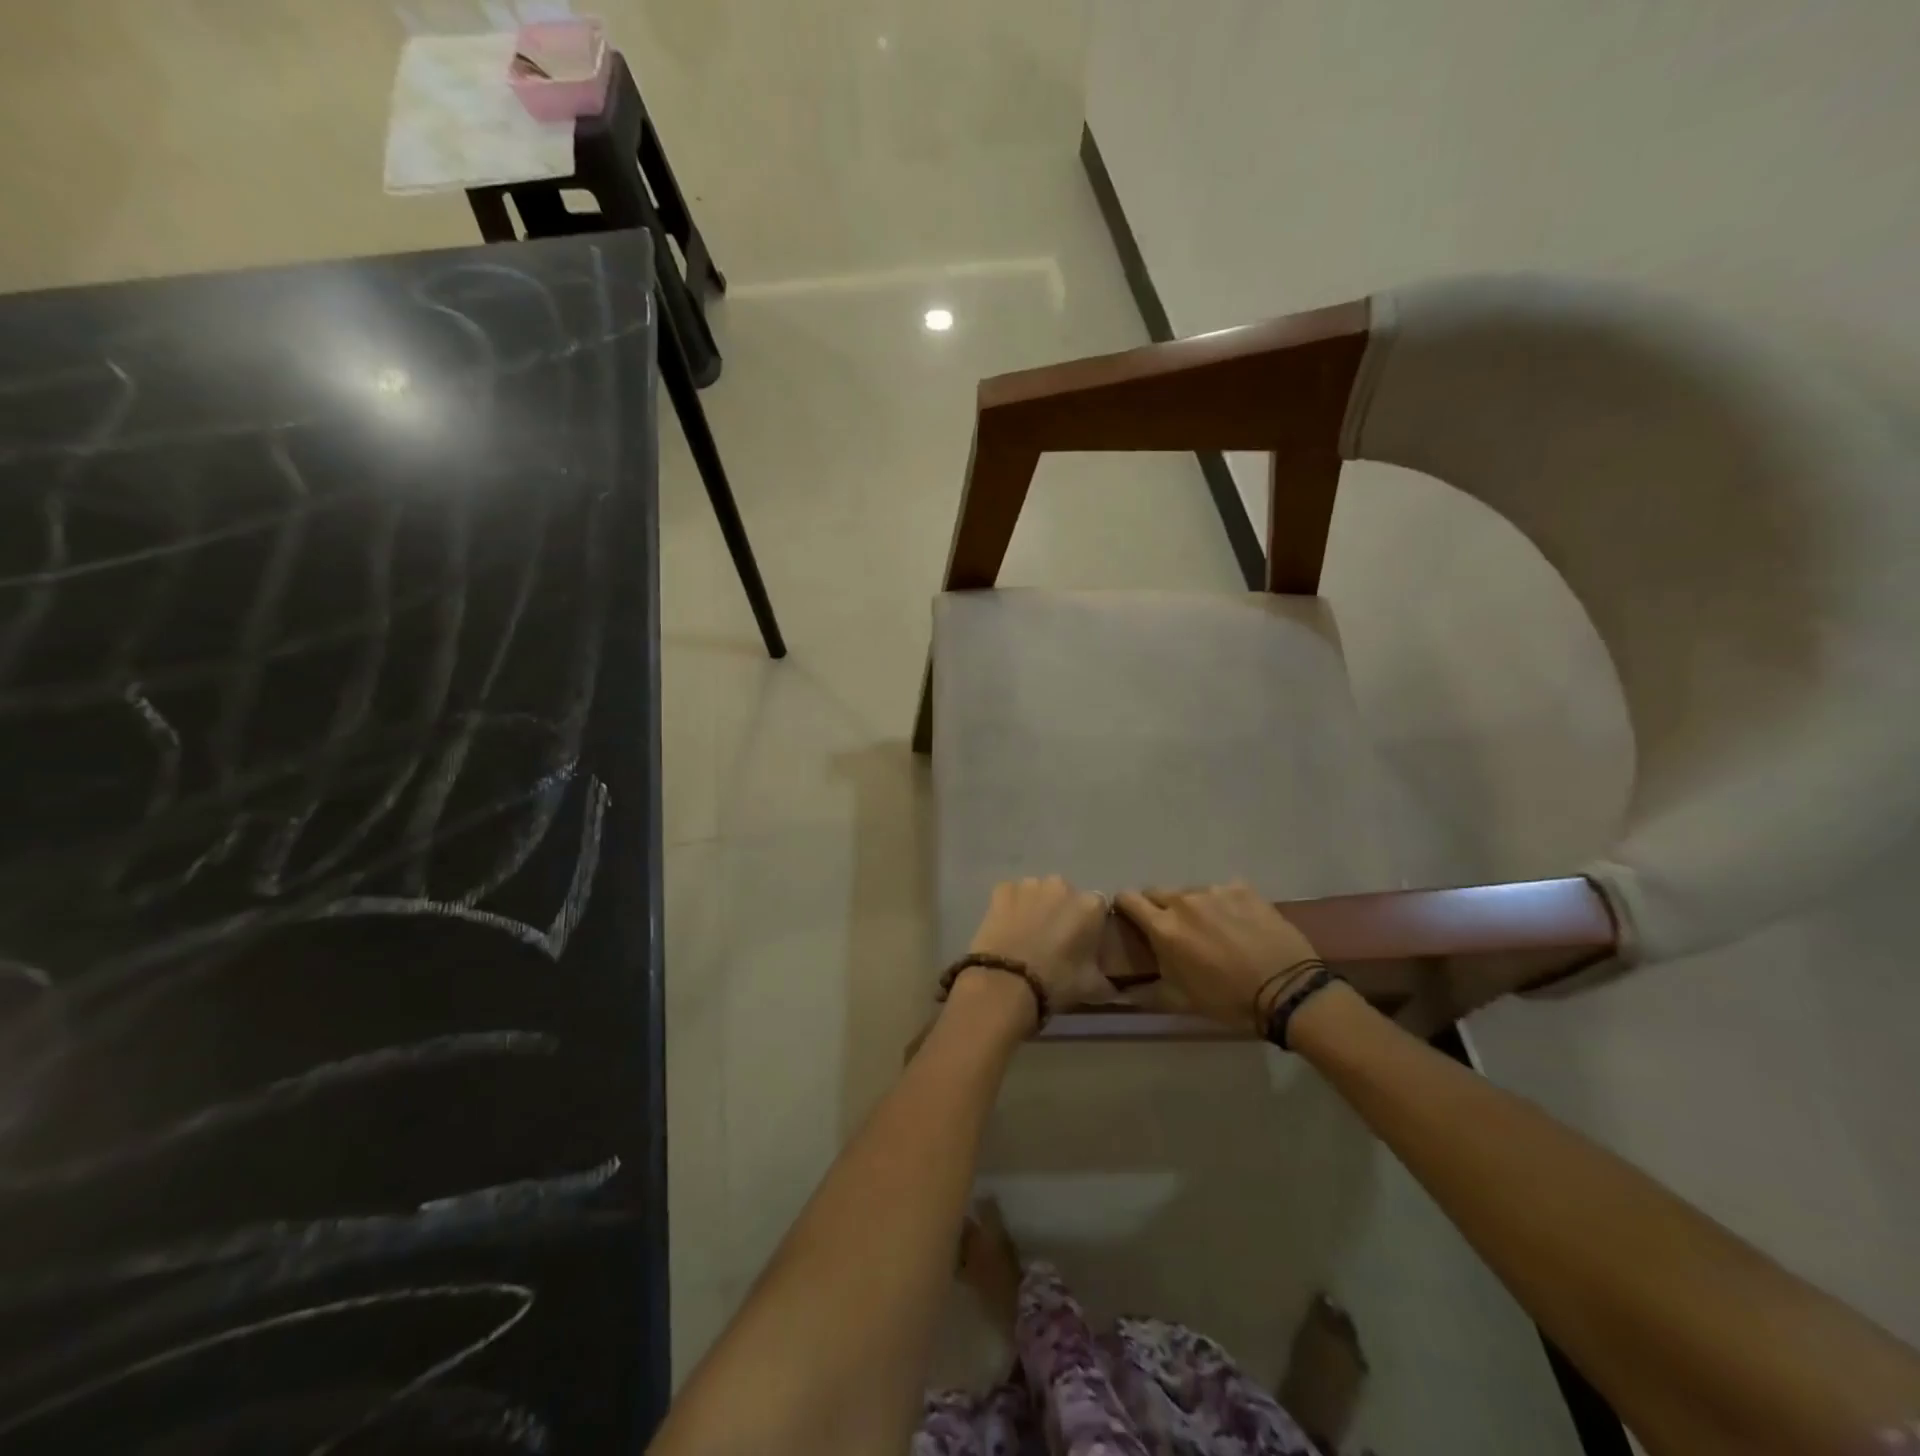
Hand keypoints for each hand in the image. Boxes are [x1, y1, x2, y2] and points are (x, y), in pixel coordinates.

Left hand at [965, 876, 1110, 1015]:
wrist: (1007, 981)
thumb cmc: (1056, 981)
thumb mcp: (1092, 988)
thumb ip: (1107, 980)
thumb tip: (1112, 985)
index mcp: (1090, 905)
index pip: (1097, 909)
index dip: (1090, 925)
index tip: (1082, 943)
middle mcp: (1062, 886)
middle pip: (1066, 896)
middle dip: (1062, 912)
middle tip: (1053, 940)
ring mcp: (1030, 884)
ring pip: (1038, 893)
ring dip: (1036, 907)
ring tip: (1028, 935)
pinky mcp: (1002, 889)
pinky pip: (1012, 895)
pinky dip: (1011, 907)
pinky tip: (1007, 928)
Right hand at [1114, 881, 1323, 1031]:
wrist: (1287, 991)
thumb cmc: (1228, 1000)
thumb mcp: (1181, 1001)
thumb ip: (1146, 991)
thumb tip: (1119, 992)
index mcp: (1163, 927)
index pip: (1127, 898)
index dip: (1124, 907)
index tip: (1131, 919)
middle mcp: (1184, 901)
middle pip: (1157, 892)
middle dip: (1158, 908)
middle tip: (1175, 931)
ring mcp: (1215, 891)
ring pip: (1191, 892)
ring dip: (1193, 907)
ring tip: (1213, 930)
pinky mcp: (1243, 888)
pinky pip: (1223, 891)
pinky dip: (1224, 904)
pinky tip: (1240, 924)